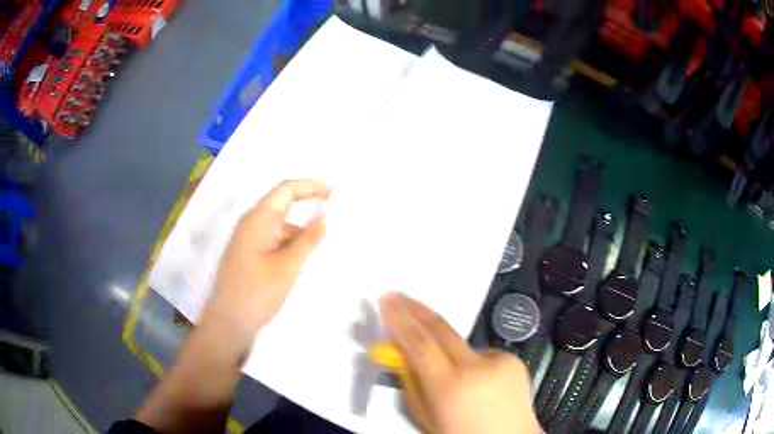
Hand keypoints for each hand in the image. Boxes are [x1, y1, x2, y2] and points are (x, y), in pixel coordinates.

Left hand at [201, 180, 331, 350]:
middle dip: (308, 204)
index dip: (312, 186)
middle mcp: (251, 223)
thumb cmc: (257, 292)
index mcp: (258, 219)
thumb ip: (308, 240)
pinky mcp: (249, 253)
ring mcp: (248, 239)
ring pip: (279, 224)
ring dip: (300, 229)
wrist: (228, 322)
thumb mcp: (288, 266)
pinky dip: (290, 243)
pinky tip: (303, 260)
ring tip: (322, 243)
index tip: (336, 192)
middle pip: (282, 203)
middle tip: (334, 212)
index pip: (286, 189)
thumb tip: (327, 218)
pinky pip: (273, 239)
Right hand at [380, 293, 538, 433]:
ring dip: (448, 351)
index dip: (400, 319)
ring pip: (462, 346)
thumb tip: (402, 356)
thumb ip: (412, 385)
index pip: (419, 344)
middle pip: (441, 329)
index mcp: (449, 387)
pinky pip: (483, 356)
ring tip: (451, 376)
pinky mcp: (514, 361)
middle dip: (417, 310)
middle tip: (400, 297)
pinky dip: (474, 364)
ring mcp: (500, 361)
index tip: (387, 301)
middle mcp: (477, 368)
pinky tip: (478, 384)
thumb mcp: (426, 418)